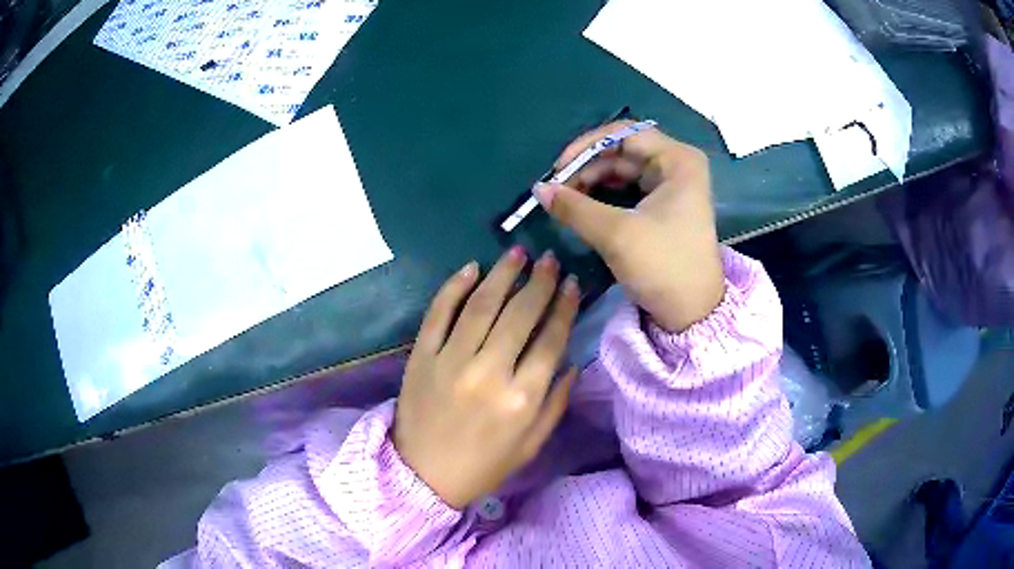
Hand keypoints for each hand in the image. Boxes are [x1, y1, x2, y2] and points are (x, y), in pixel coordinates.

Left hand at [394, 248, 579, 508]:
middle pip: (520, 314)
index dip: (564, 306)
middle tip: (549, 259)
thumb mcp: (531, 445)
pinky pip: (438, 313)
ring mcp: (450, 361)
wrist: (422, 476)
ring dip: (502, 274)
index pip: (551, 339)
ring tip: (517, 252)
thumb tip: (571, 361)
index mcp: (522, 399)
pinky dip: (453, 287)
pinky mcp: (421, 356)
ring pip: (481, 305)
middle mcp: (488, 373)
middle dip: (539, 281)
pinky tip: (470, 268)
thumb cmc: (483, 465)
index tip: (571, 283)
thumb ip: (556, 403)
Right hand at [534, 121, 724, 332]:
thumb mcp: (616, 234)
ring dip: (591, 182)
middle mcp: (676, 165)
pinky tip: (582, 207)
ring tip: (564, 200)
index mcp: (677, 160)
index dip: (585, 147)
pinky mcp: (664, 205)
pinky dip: (603, 195)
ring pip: (622, 170)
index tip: (557, 170)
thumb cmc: (663, 267)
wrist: (692, 313)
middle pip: (622, 151)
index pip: (623, 134)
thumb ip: (574, 207)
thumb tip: (538, 188)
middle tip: (555, 190)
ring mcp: (672, 185)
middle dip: (586, 168)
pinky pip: (628, 189)